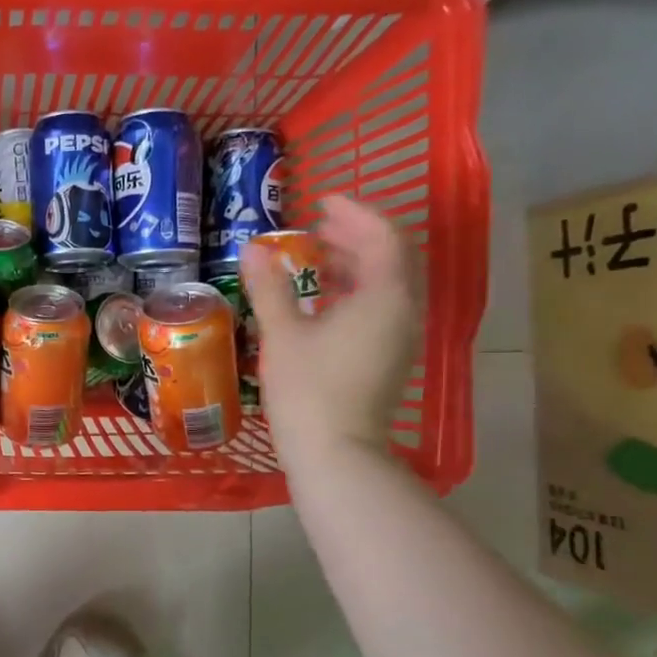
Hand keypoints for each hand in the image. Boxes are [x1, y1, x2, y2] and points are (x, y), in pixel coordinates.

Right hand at [241, 195, 417, 464]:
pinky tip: (324, 299)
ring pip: (388, 283)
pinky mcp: (390, 357)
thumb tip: (253, 250)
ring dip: (357, 262)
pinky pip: (382, 306)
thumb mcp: (283, 334)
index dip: (354, 212)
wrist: (336, 453)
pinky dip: (357, 289)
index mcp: (384, 296)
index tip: (321, 202)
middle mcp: (404, 310)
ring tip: (317, 255)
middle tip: (318, 224)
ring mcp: (401, 336)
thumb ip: (270, 288)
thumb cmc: (308, 390)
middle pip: (392, 256)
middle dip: (357, 234)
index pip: (382, 235)